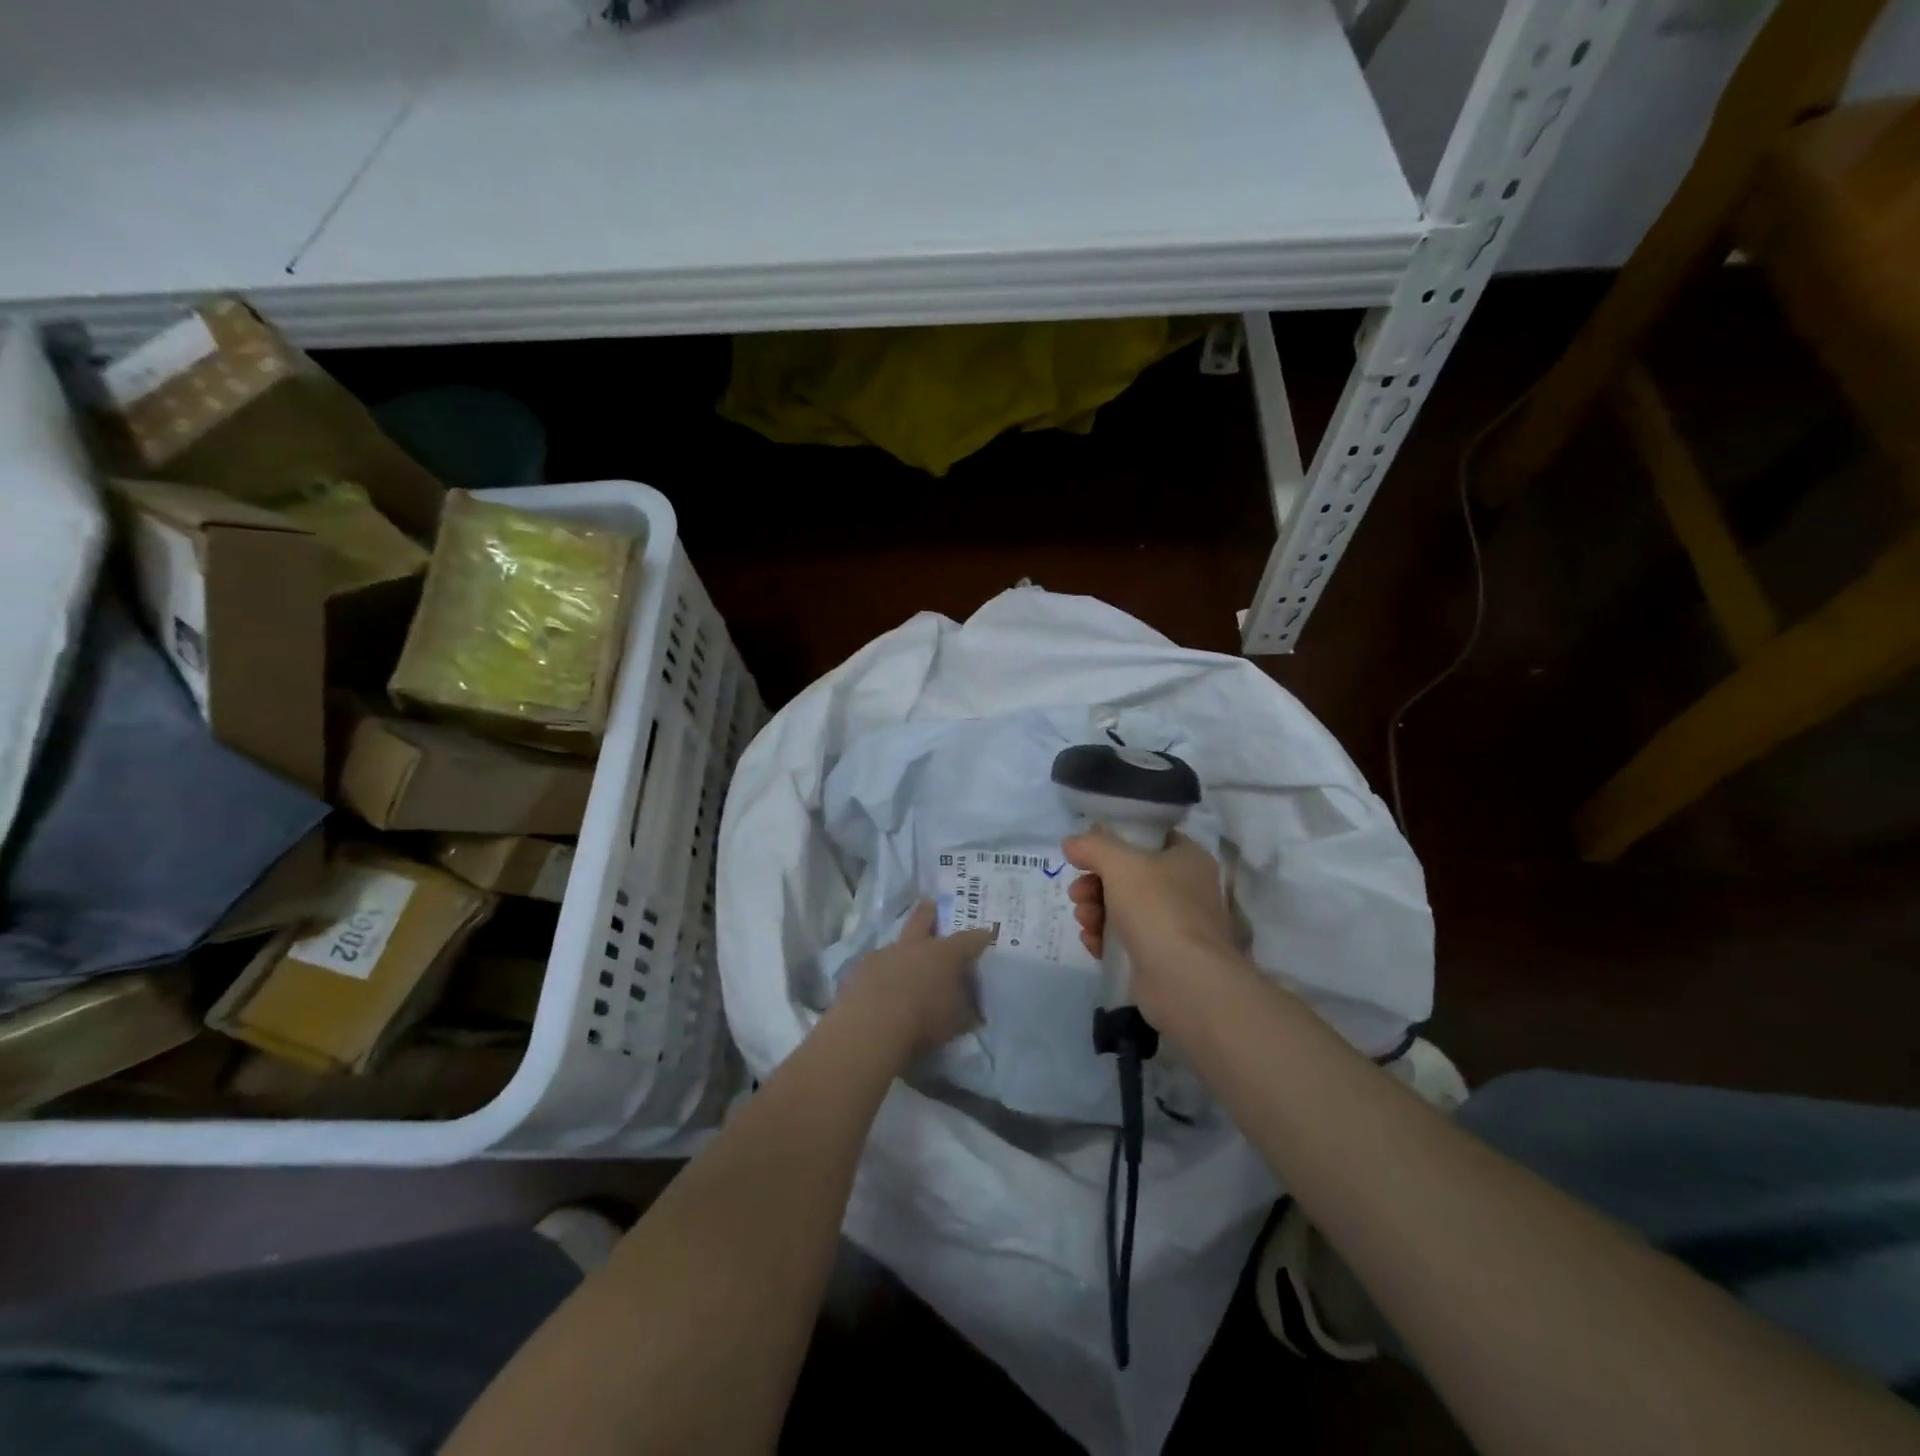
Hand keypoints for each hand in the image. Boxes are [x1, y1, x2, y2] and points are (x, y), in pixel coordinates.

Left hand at [833, 902, 995, 1059]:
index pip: (968, 940)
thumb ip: (966, 1010)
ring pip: (896, 943)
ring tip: (903, 962)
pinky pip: (875, 965)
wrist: (870, 1028)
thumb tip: (974, 1009)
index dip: (980, 937)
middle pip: (923, 919)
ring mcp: (884, 954)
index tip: (987, 934)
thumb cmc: (923, 1021)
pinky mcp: (860, 969)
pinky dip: (881, 972)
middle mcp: (914, 946)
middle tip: (930, 904)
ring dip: (902, 950)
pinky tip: (879, 987)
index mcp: (944, 954)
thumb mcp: (957, 1022)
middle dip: (929, 911)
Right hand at [1064, 830, 1239, 1027]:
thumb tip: (1072, 842)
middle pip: (1128, 876)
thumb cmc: (1158, 909)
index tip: (1086, 853)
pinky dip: (1105, 938)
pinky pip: (1124, 939)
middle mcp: (1185, 889)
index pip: (1149, 839)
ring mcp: (1174, 925)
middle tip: (1077, 893)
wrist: (1185, 982)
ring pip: (1123, 908)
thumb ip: (1093, 846)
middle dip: (1095, 883)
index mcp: (1188, 858)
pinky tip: (1092, 942)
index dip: (1115, 842)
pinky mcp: (1160, 957)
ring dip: (1095, 911)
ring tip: (1084, 920)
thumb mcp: (1120, 864)